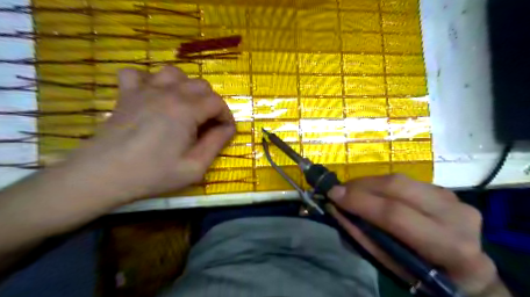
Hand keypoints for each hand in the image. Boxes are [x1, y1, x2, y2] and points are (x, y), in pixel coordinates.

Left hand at [67, 66, 233, 202]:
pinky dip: (150, 80)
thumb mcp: (195, 166)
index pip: (217, 103)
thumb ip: (217, 143)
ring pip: (174, 73)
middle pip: (201, 85)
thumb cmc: (153, 174)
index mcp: (186, 110)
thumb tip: (228, 128)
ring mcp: (144, 90)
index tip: (225, 131)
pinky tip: (153, 95)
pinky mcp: (126, 94)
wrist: (103, 175)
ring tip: (185, 106)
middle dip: (211, 103)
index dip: (226, 116)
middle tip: (207, 123)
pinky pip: (138, 74)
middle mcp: (168, 93)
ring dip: (186, 87)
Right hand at [328, 175, 508, 295]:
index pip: (395, 214)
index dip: (360, 202)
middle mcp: (456, 215)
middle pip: (398, 187)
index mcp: (449, 246)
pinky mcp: (445, 190)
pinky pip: (406, 181)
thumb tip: (337, 211)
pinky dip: (382, 184)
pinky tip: (372, 192)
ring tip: (351, 191)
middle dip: (361, 185)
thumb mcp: (393, 267)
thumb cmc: (426, 275)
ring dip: (369, 183)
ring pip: (400, 179)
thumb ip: (364, 237)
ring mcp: (454, 198)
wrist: (466, 270)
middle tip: (339, 190)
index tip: (333, 195)